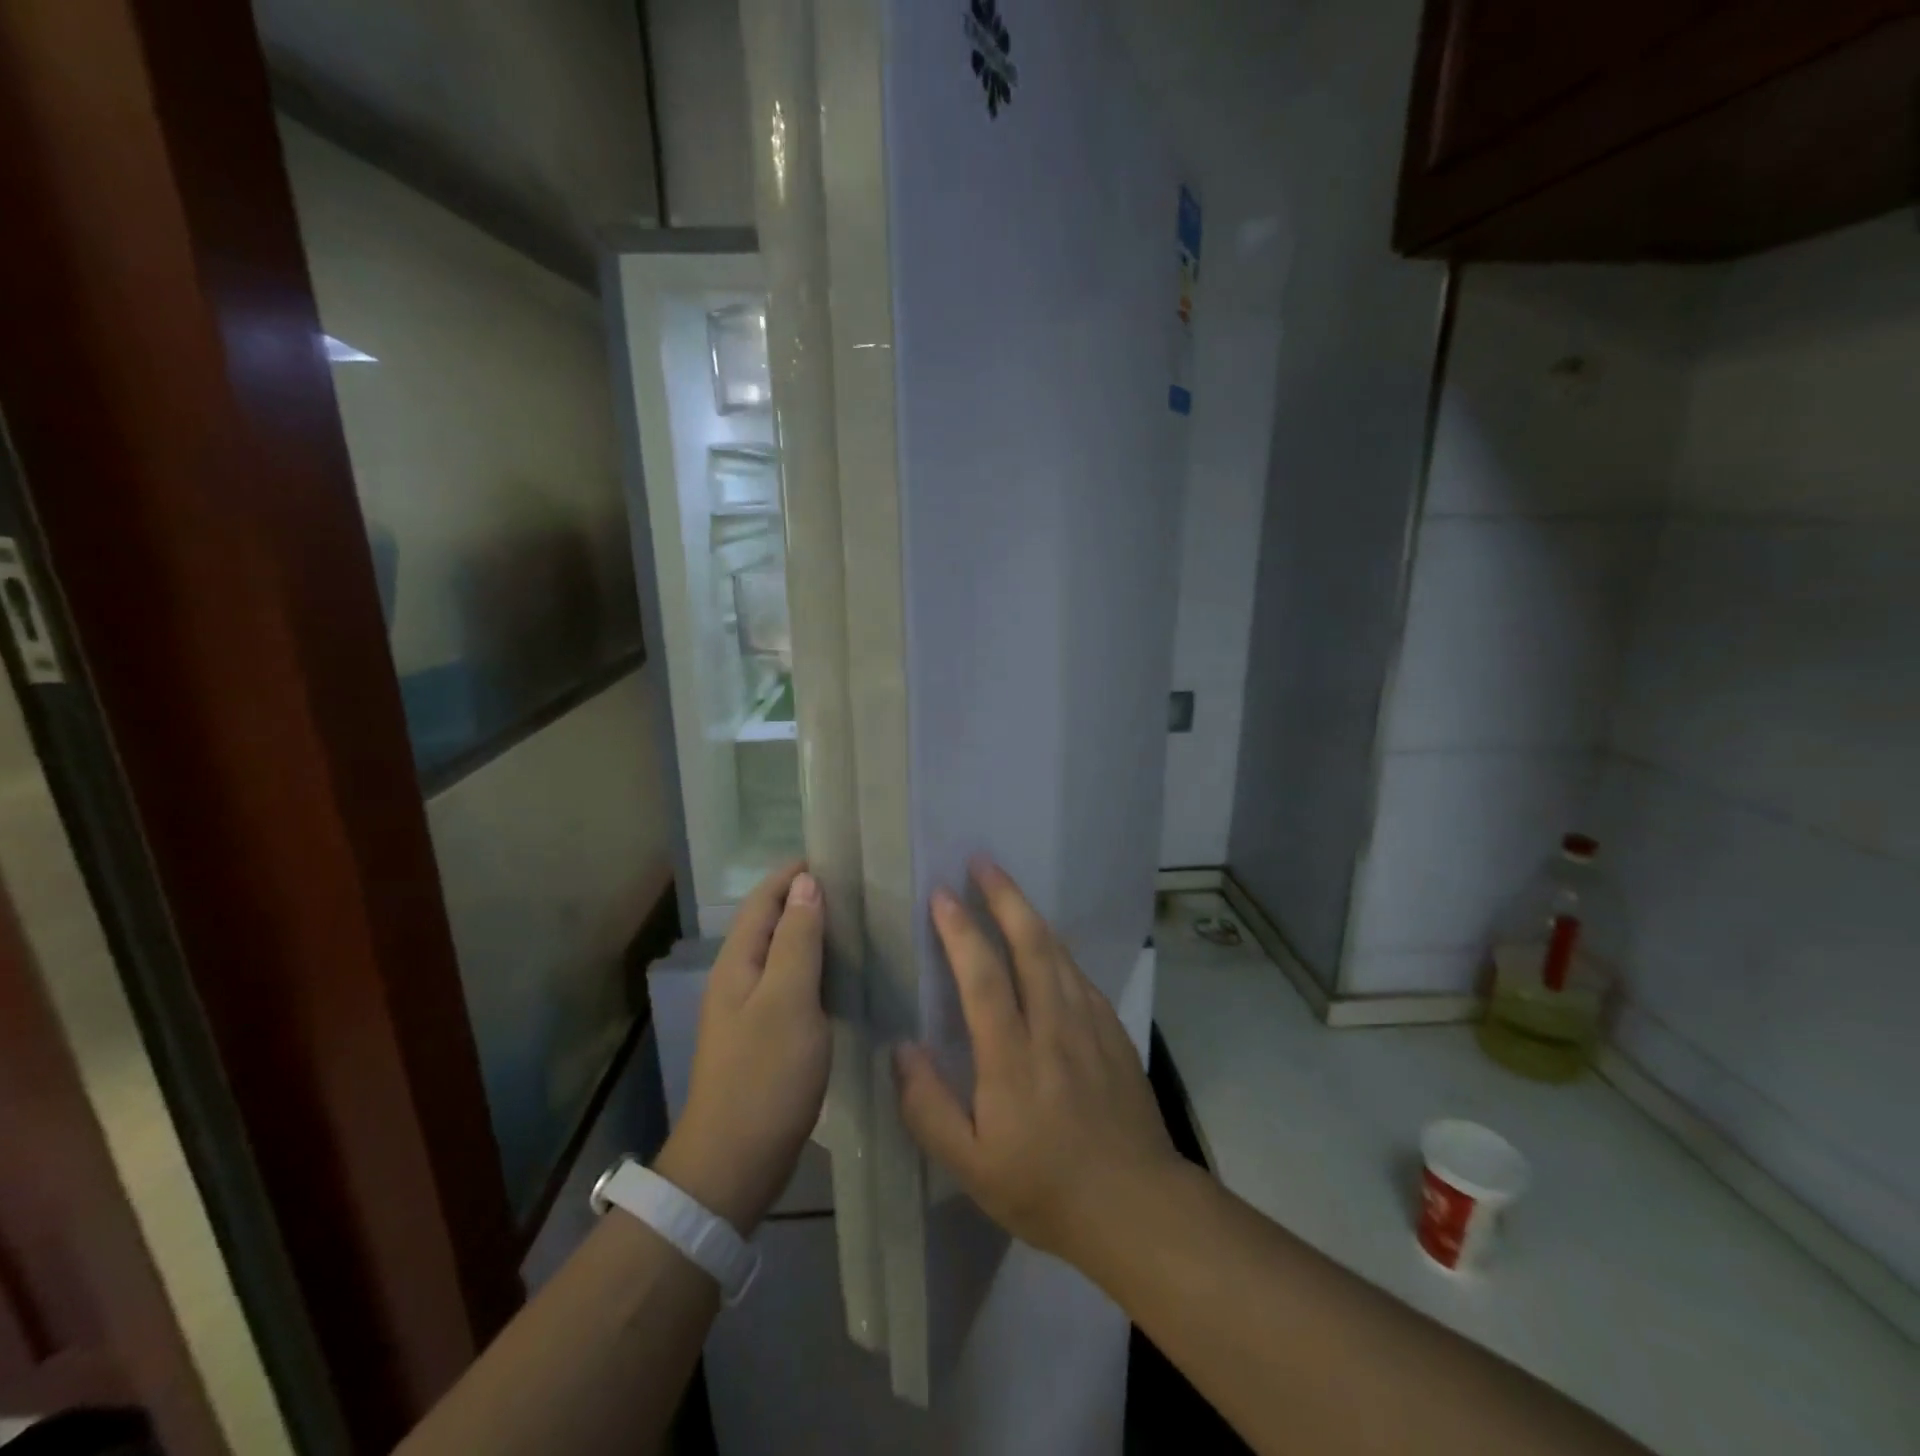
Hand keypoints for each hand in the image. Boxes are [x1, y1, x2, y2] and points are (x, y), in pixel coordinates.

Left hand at [655, 861, 829, 1232]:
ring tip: (861, 924)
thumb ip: (798, 940)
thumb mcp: (788, 1000)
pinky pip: (793, 986)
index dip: (794, 873)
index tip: (838, 857)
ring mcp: (751, 1010)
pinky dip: (818, 969)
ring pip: (785, 955)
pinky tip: (847, 976)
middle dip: (808, 898)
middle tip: (860, 889)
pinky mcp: (767, 1037)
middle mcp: (740, 978)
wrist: (734, 1164)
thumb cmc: (764, 1076)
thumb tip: (806, 883)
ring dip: (815, 934)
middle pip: (773, 923)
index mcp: (739, 963)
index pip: (764, 899)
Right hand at [893, 859, 1183, 1266]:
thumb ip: (929, 1107)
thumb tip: (902, 1048)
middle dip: (1003, 896)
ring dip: (1030, 913)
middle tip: (981, 862)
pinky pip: (1079, 975)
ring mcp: (1089, 1024)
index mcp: (1012, 1057)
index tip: (941, 894)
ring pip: (1057, 952)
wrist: (1136, 1205)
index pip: (983, 976)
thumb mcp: (970, 1167)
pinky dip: (1056, 948)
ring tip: (1006, 888)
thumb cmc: (1044, 1188)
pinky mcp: (1113, 1031)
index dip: (960, 930)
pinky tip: (1047, 944)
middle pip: (1029, 943)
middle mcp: (1053, 1026)